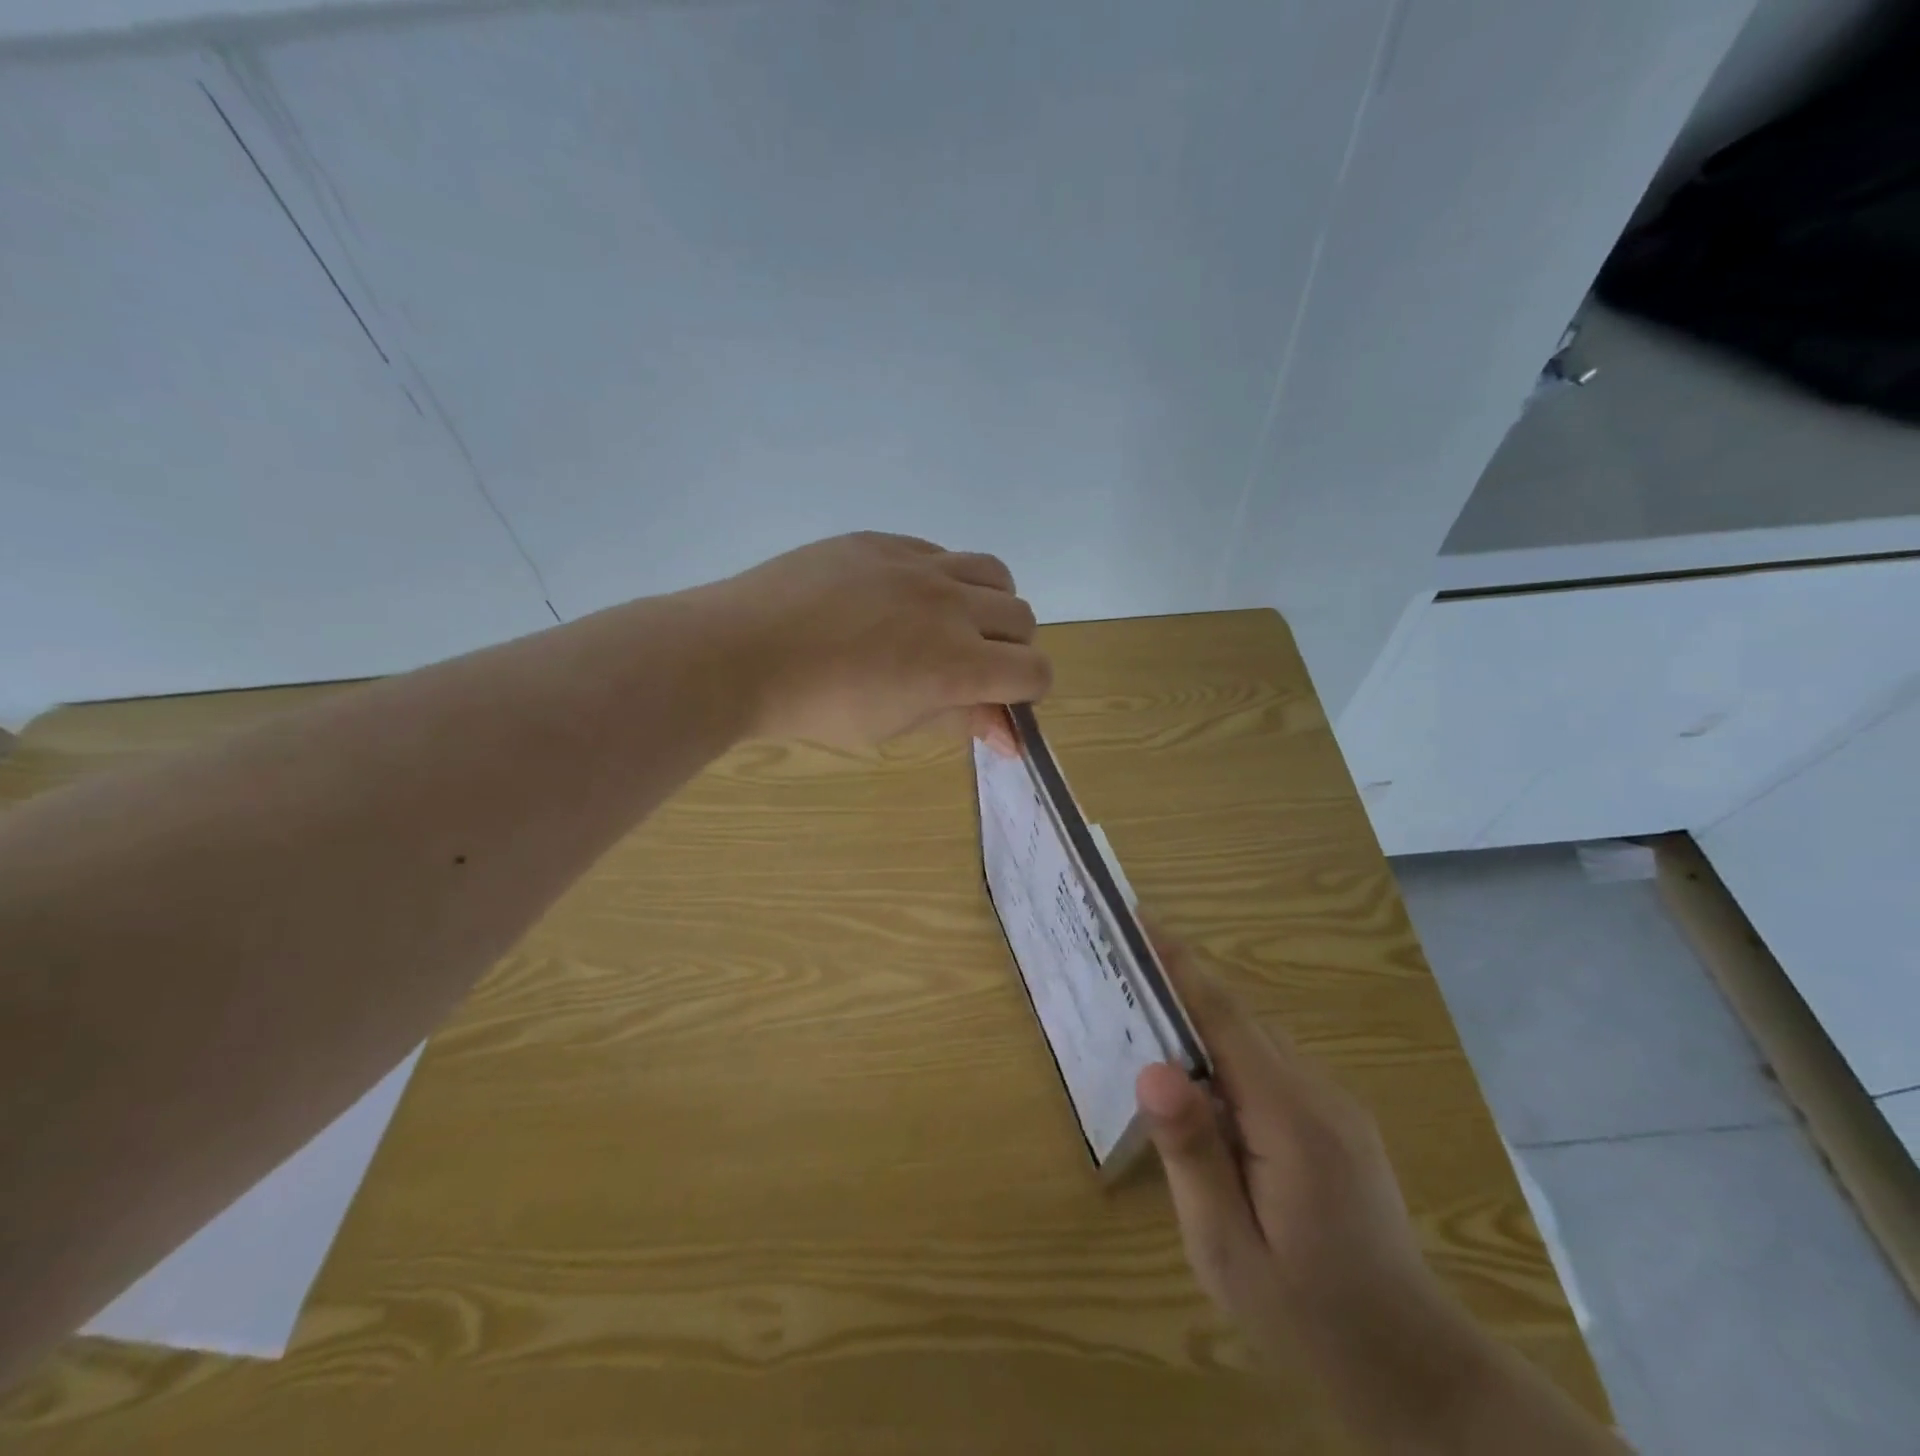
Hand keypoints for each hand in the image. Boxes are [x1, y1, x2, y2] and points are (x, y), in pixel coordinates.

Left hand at [706, 532, 1046, 750]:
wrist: (741, 652)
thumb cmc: (817, 707)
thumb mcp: (894, 727)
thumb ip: (960, 721)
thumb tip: (1010, 734)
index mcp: (956, 663)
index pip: (1034, 670)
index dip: (1029, 691)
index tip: (1001, 701)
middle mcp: (951, 605)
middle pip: (1022, 618)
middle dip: (1011, 648)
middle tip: (972, 666)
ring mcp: (917, 564)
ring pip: (992, 573)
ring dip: (989, 604)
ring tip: (951, 623)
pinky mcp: (884, 541)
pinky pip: (939, 552)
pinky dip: (942, 578)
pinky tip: (902, 598)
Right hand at [1137, 935, 1627, 1453]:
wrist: (1414, 1369)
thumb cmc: (1307, 1317)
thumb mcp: (1228, 1250)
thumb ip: (1192, 1155)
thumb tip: (1153, 1069)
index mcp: (1290, 1118)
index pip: (1225, 1017)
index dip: (1179, 965)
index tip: (1139, 919)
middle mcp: (1317, 1093)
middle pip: (1239, 1017)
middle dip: (1180, 981)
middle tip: (1121, 958)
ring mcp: (1333, 1104)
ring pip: (1256, 1037)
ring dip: (1201, 1015)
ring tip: (1144, 1006)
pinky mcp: (1336, 1120)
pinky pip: (1271, 1064)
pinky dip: (1226, 1049)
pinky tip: (1197, 1078)